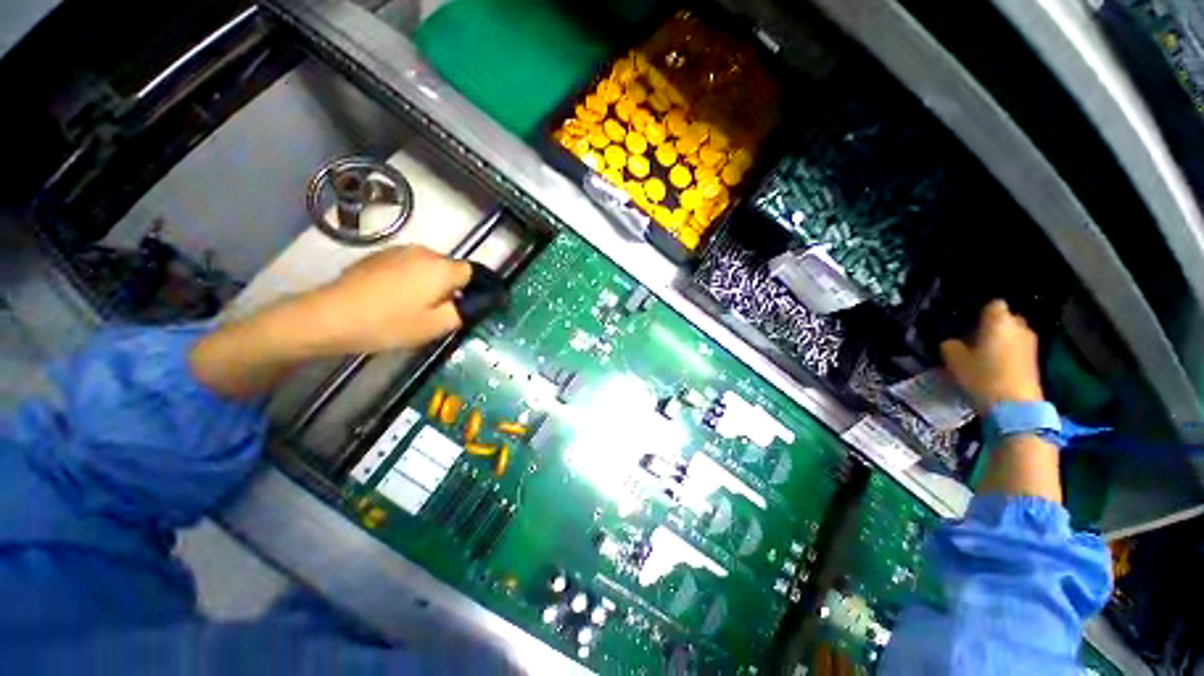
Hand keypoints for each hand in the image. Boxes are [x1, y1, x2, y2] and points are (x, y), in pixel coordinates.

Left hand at [300, 245, 472, 354]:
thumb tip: (475, 301)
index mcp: (442, 268)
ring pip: (428, 266)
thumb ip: (464, 311)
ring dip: (429, 282)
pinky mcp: (378, 255)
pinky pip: (407, 265)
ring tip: (413, 305)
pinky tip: (393, 297)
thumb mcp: (436, 326)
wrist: (330, 316)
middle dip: (450, 286)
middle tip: (437, 312)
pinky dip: (409, 278)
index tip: (465, 306)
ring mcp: (398, 250)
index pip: (473, 272)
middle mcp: (424, 251)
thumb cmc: (390, 323)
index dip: (474, 289)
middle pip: (450, 268)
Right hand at [940, 300, 1043, 410]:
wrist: (1014, 404)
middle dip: (992, 325)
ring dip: (1001, 340)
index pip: (992, 304)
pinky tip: (995, 365)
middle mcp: (1019, 326)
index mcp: (999, 320)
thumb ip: (950, 344)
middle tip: (974, 338)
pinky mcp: (1035, 360)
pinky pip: (1018, 348)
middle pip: (1006, 318)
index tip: (967, 323)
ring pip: (1013, 334)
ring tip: (983, 353)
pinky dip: (1008, 352)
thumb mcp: (953, 359)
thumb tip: (952, 341)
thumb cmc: (982, 375)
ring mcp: (1031, 343)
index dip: (980, 311)